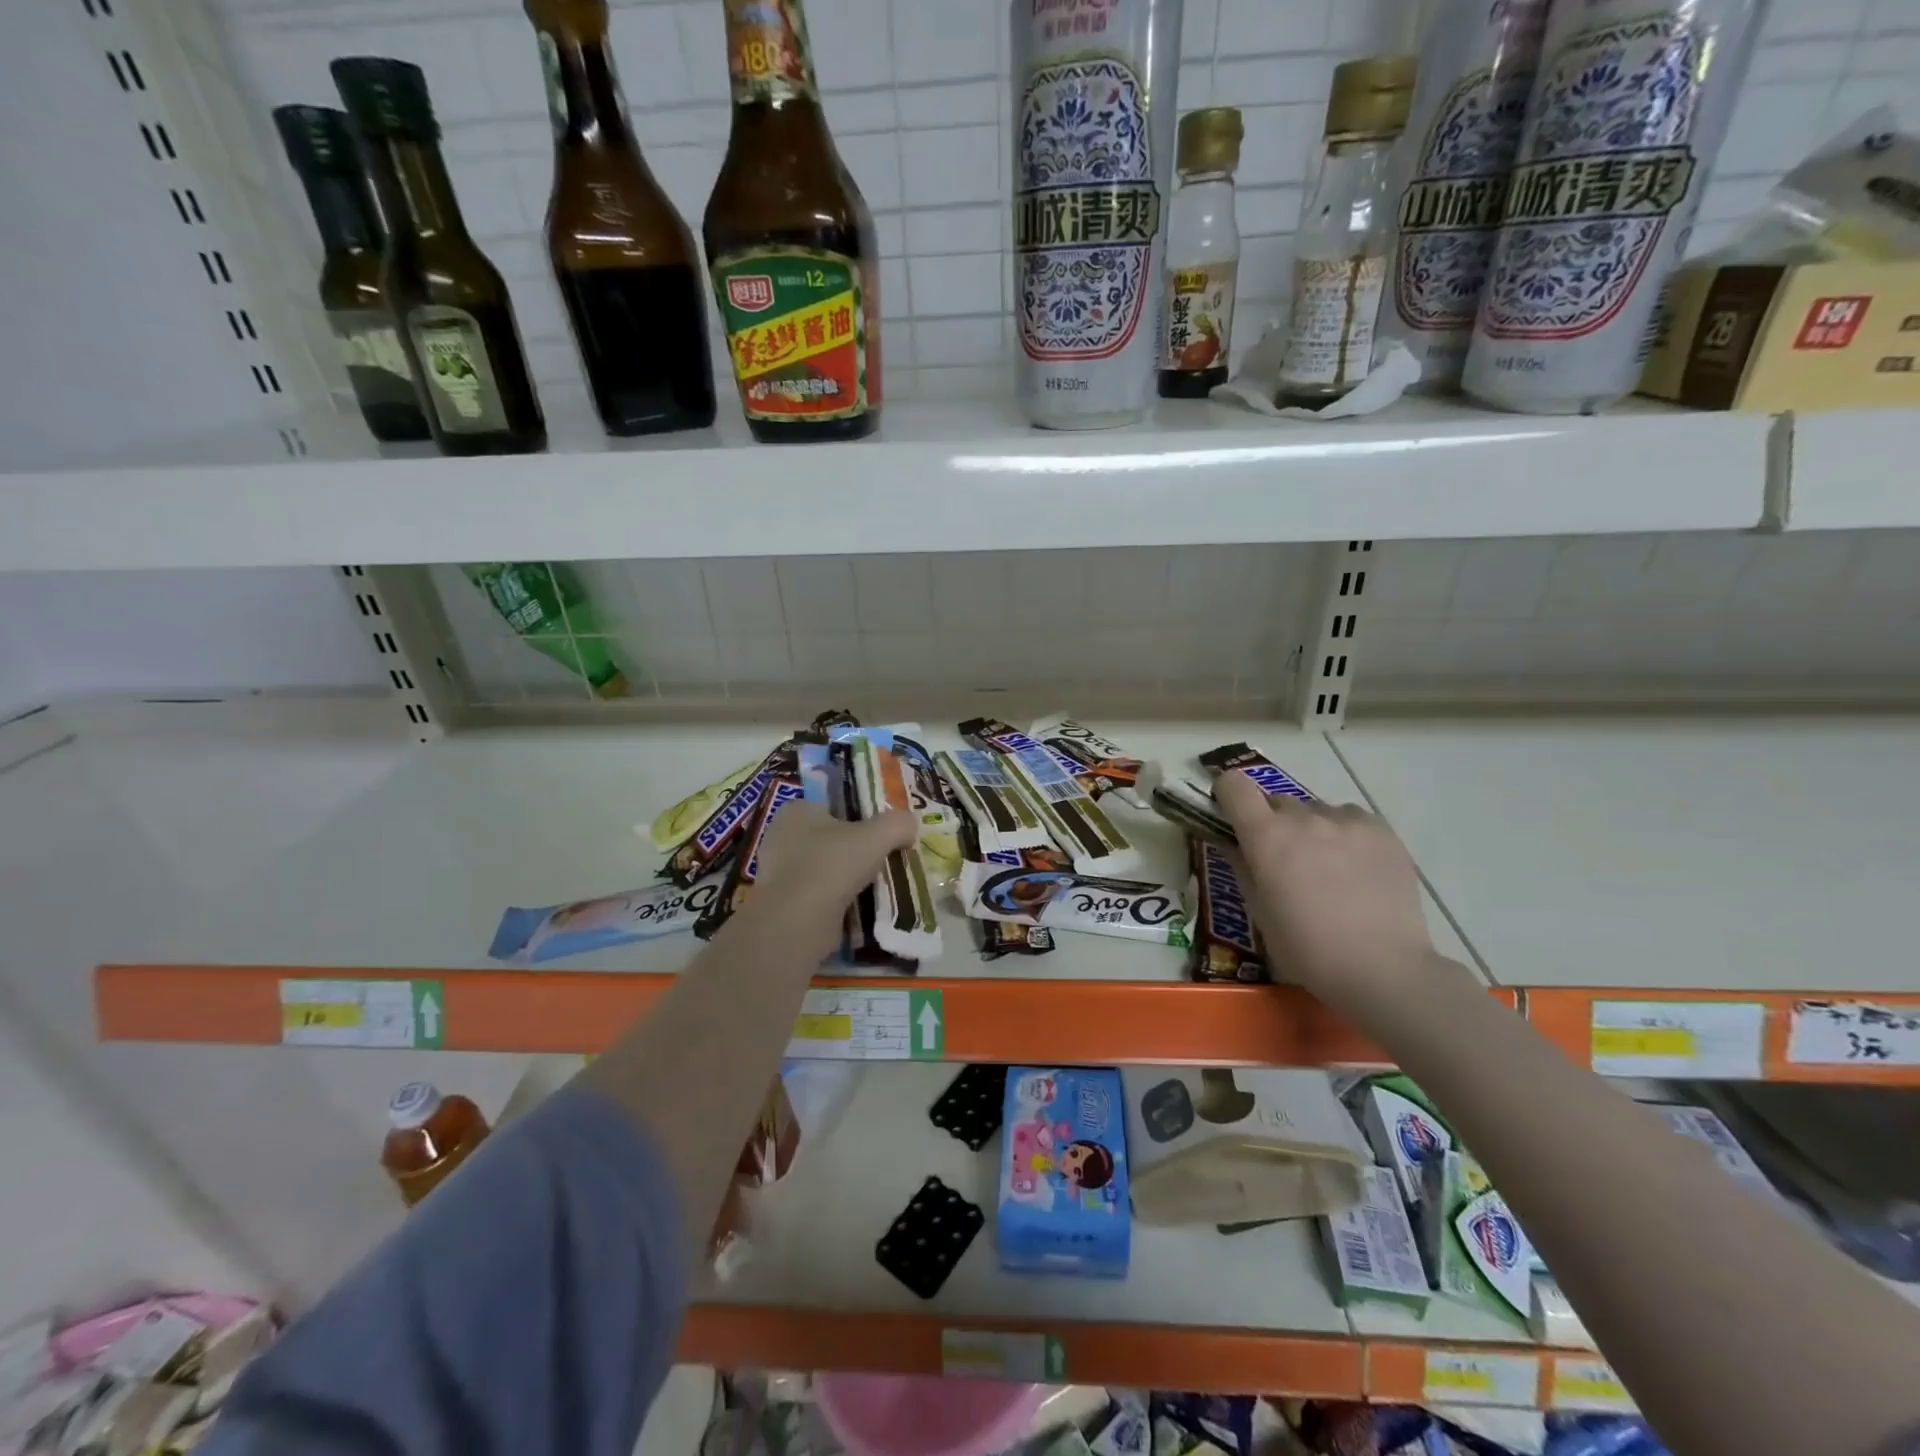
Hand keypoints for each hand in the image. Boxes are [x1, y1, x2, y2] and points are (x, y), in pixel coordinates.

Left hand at [736, 801, 916, 956]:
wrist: (797, 923)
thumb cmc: (832, 866)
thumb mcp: (877, 836)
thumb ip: (898, 823)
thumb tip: (910, 824)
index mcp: (796, 810)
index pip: (834, 807)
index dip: (861, 818)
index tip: (884, 835)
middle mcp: (781, 837)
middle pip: (831, 839)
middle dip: (855, 851)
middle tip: (885, 861)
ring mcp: (778, 873)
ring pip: (825, 869)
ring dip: (847, 879)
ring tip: (878, 887)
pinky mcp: (782, 904)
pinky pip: (818, 896)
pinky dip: (837, 902)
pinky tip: (860, 909)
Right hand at [1214, 771, 1436, 1008]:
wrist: (1383, 969)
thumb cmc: (1307, 948)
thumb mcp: (1259, 911)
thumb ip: (1241, 866)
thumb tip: (1232, 842)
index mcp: (1266, 837)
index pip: (1234, 786)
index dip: (1228, 796)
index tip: (1232, 816)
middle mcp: (1303, 817)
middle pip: (1276, 801)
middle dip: (1272, 822)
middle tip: (1283, 859)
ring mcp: (1346, 821)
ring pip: (1315, 810)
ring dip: (1310, 828)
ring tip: (1327, 866)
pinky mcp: (1382, 830)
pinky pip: (1350, 818)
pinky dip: (1344, 833)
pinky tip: (1355, 867)